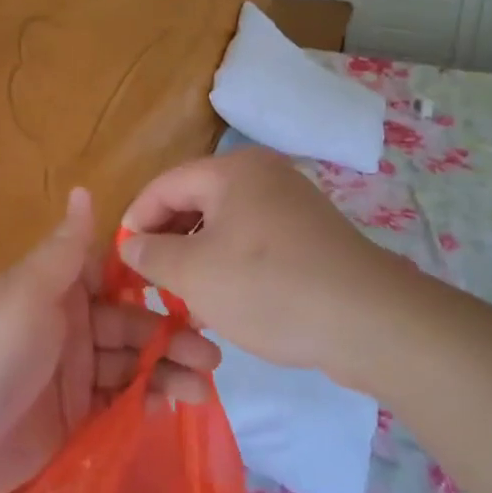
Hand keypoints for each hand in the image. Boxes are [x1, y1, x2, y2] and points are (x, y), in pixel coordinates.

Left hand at [0, 188, 218, 492]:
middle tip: (211, 356)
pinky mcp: (79, 411)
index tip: (195, 293)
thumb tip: (83, 187)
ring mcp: (77, 370)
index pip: (118, 279)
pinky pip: (122, 399)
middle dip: (172, 336)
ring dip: (169, 371)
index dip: (155, 285)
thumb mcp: (28, 292)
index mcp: (61, 289)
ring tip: (202, 387)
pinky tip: (171, 406)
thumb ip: (64, 248)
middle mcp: (74, 324)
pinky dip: (148, 400)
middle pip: (134, 324)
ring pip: (134, 362)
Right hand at [119, 148, 407, 382]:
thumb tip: (131, 243)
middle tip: (150, 283)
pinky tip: (226, 305)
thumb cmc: (270, 288)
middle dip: (168, 242)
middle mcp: (264, 176)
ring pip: (226, 226)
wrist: (370, 321)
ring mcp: (293, 205)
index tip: (121, 260)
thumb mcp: (196, 274)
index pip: (164, 185)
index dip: (135, 220)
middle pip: (196, 202)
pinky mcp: (311, 237)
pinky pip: (256, 243)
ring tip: (184, 301)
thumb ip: (153, 254)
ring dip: (198, 259)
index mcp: (233, 171)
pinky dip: (232, 267)